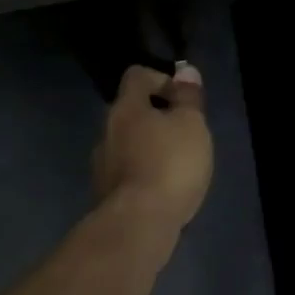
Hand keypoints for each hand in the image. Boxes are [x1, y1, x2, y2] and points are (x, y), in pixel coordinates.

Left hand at [94, 63, 212, 231]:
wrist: (139, 224)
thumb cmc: (170, 164)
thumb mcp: (191, 125)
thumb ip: (188, 98)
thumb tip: (185, 71)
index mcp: (126, 108)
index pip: (137, 76)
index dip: (162, 79)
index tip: (184, 99)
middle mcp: (107, 131)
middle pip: (131, 112)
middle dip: (158, 118)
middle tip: (186, 134)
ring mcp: (102, 165)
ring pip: (128, 144)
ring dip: (150, 147)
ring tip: (178, 165)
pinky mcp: (106, 194)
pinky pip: (128, 172)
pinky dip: (145, 173)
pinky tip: (164, 189)